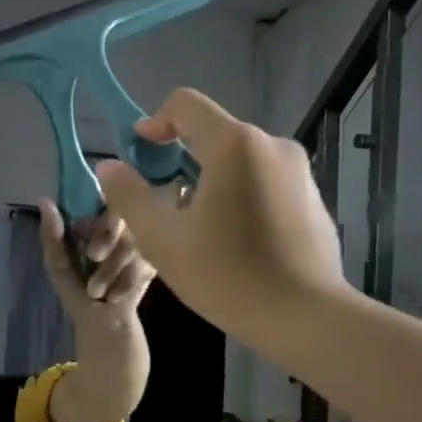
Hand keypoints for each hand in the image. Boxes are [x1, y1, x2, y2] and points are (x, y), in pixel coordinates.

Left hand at [36, 198, 155, 323]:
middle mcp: (117, 227)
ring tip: (98, 292)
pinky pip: (143, 262)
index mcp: (92, 223)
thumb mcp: (57, 264)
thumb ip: (52, 235)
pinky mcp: (152, 260)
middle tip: (93, 257)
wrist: (101, 322)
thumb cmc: (76, 291)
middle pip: (118, 217)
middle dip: (104, 239)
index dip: (92, 215)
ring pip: (130, 242)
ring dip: (110, 270)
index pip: (97, 201)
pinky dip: (125, 282)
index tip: (83, 232)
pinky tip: (115, 295)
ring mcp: (138, 242)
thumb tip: (44, 201)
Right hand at [95, 89, 346, 338]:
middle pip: (214, 133)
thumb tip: (108, 166)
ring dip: (210, 179)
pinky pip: (265, 182)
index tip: (140, 154)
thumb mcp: (162, 240)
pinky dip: (240, 195)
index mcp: (235, 145)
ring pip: (240, 160)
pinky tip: (233, 240)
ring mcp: (299, 172)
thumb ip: (129, 196)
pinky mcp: (312, 198)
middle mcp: (272, 145)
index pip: (186, 104)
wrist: (305, 317)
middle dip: (180, 157)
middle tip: (161, 199)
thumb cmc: (226, 275)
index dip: (155, 122)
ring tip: (196, 226)